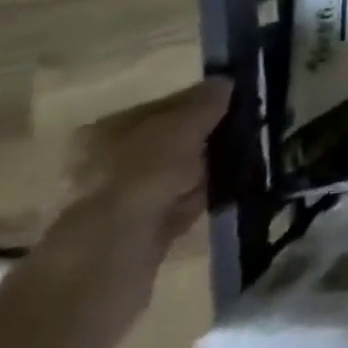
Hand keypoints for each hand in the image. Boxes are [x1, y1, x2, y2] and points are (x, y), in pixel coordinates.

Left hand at [54, 79, 230, 295]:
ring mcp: (119, 206)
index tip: (232, 100)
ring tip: (243, 156)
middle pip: (166, 143)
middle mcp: (105, 166)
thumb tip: (225, 82)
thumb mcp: (178, 130)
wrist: (107, 265)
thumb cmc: (138, 180)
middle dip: (201, 137)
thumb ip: (203, 105)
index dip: (196, 103)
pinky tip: (227, 190)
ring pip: (173, 176)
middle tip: (244, 127)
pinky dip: (199, 199)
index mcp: (104, 133)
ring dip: (203, 168)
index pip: (159, 108)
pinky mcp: (137, 238)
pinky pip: (176, 208)